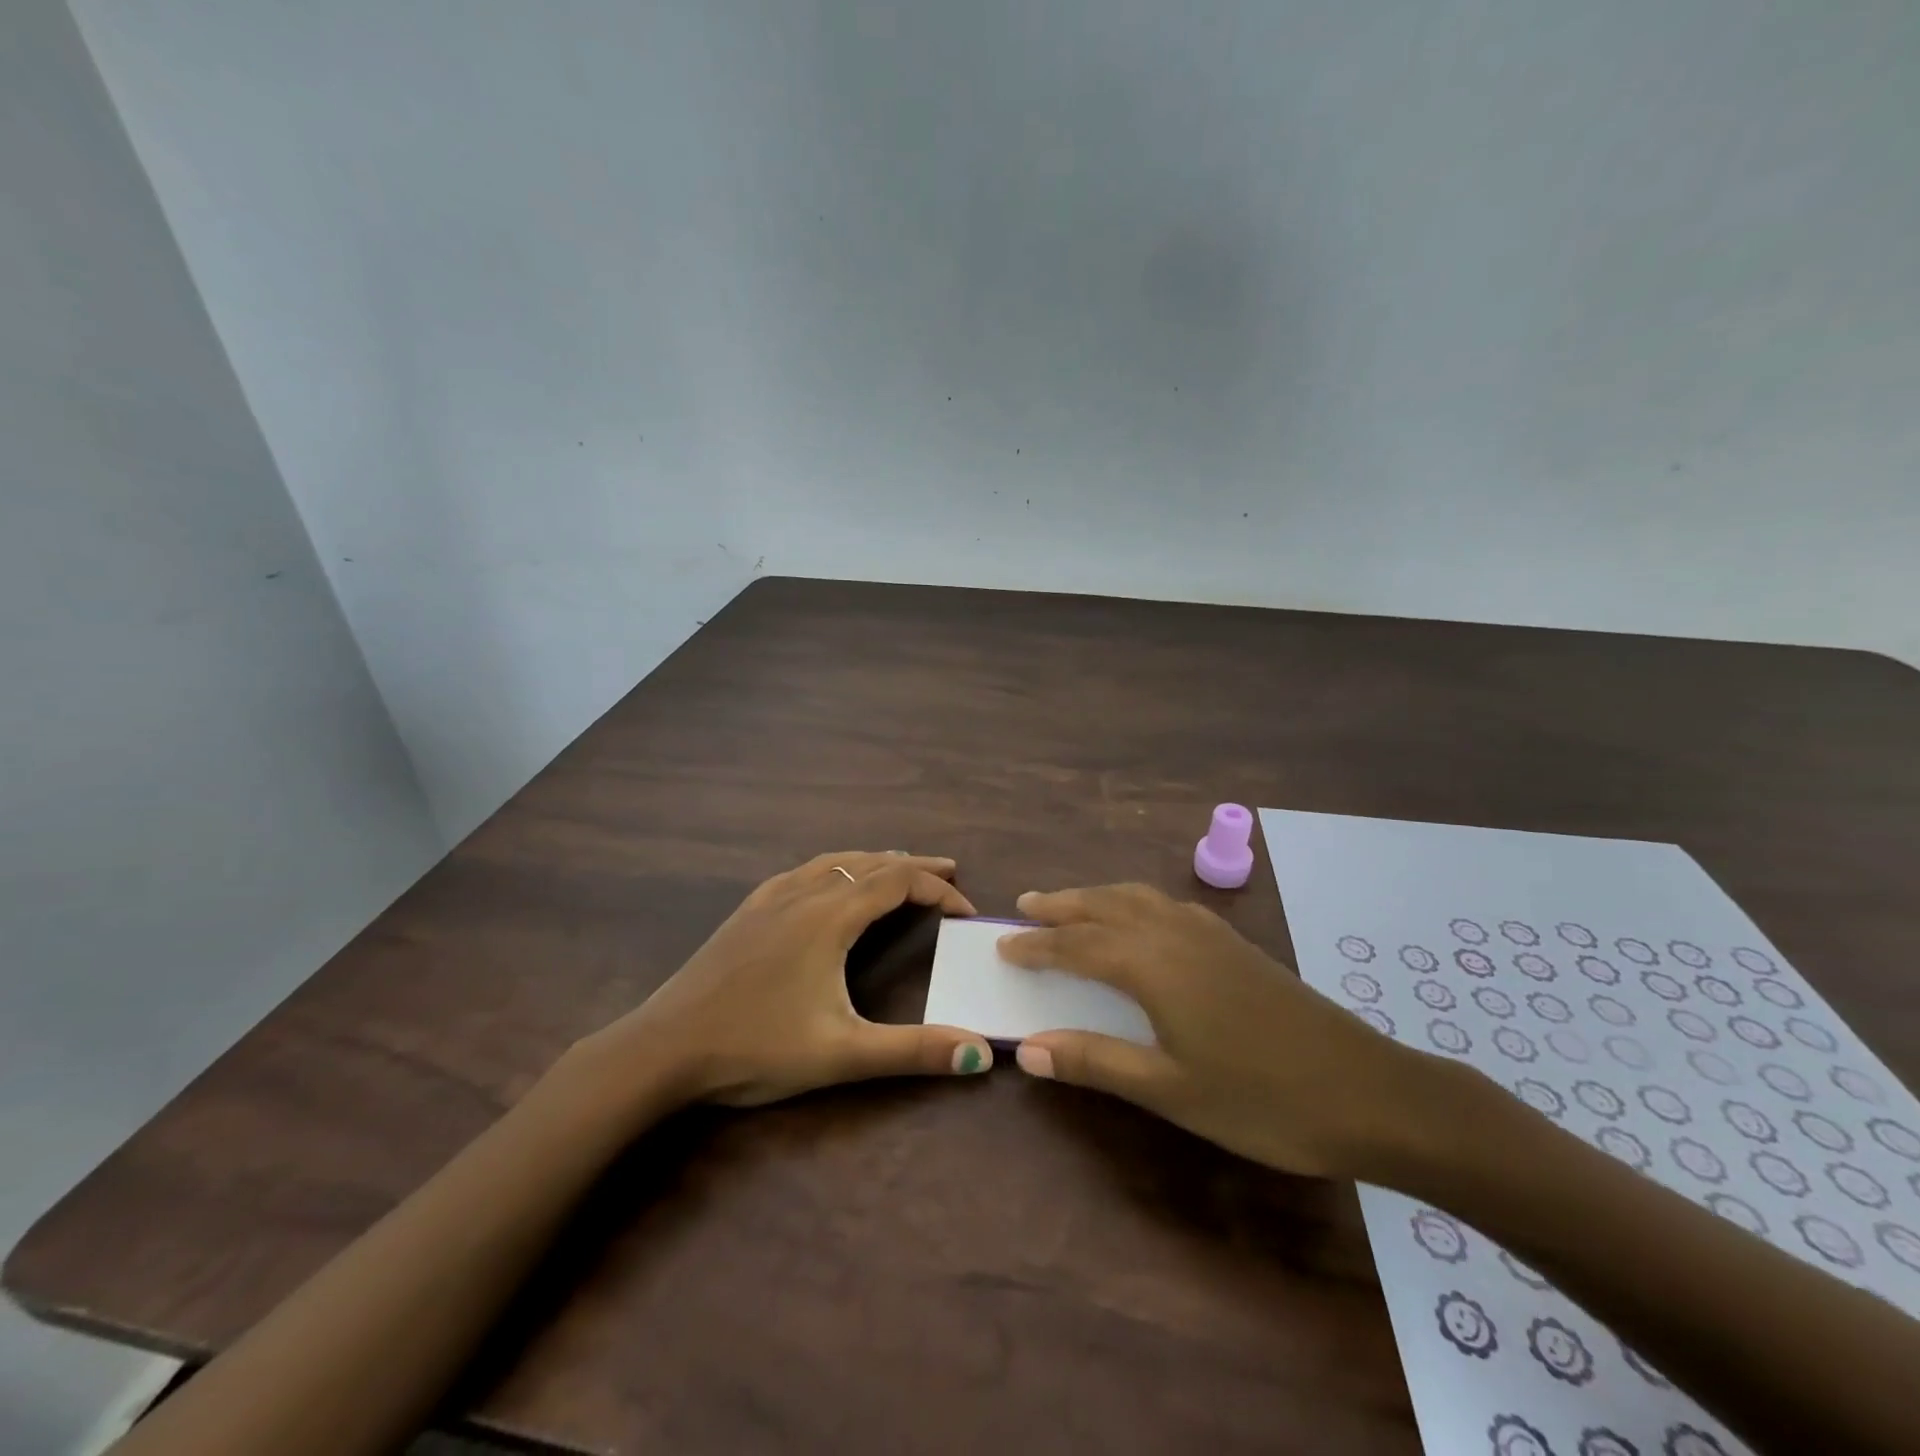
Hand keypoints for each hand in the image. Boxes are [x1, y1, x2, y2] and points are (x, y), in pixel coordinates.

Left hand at [593, 851, 994, 1106]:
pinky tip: (826, 880)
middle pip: (871, 863)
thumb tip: (980, 1052)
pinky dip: (835, 866)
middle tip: (950, 870)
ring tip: (899, 866)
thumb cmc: (755, 1048)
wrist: (663, 1048)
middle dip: (915, 866)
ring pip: (835, 861)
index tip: (965, 911)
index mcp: (831, 917)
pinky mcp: (746, 911)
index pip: (899, 882)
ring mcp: (770, 899)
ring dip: (875, 860)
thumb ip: (913, 1051)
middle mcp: (804, 894)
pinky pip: (803, 871)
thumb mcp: (842, 1054)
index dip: (939, 889)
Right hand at [998, 884, 1444, 1178]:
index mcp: (1154, 965)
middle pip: (1105, 906)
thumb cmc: (1263, 1100)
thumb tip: (1027, 1050)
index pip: (1077, 945)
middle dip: (1062, 904)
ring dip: (1098, 897)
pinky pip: (1169, 905)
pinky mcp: (1237, 945)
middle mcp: (1177, 934)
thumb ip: (1096, 1062)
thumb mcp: (1171, 1090)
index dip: (1036, 946)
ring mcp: (1211, 935)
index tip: (1002, 945)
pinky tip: (1142, 920)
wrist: (1372, 1093)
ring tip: (1072, 905)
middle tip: (1025, 905)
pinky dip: (1137, 902)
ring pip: (1140, 898)